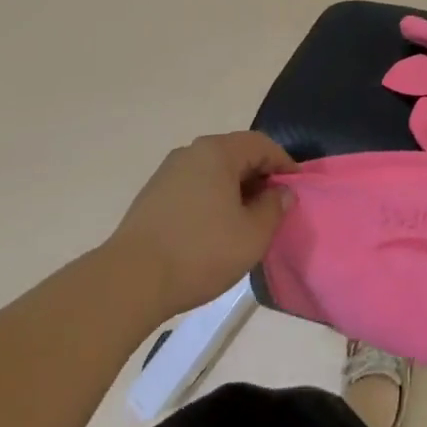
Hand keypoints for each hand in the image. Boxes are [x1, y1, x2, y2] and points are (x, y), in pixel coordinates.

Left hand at [109, 132, 295, 318]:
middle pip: (236, 154)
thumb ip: (274, 208)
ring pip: (213, 172)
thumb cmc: (200, 252)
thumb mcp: (252, 235)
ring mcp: (167, 173)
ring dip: (235, 190)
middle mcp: (191, 152)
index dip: (284, 164)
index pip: (261, 144)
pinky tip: (214, 230)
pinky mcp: (152, 196)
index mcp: (217, 152)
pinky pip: (194, 187)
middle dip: (259, 177)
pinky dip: (212, 200)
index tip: (297, 189)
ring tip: (246, 221)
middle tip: (274, 206)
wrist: (129, 282)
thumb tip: (281, 192)